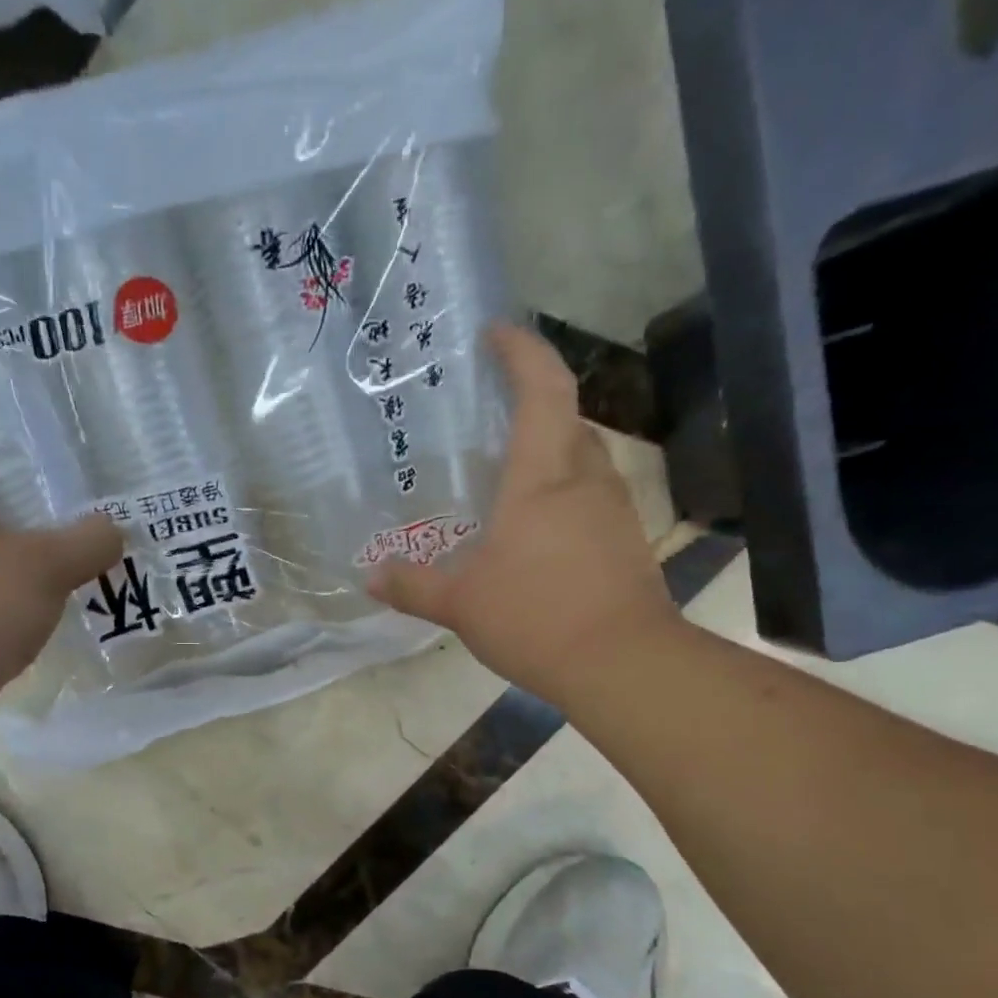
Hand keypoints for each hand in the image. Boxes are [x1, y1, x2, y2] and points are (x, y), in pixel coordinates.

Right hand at [368, 323, 679, 704]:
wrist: (623, 664)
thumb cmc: (536, 617)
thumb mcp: (461, 603)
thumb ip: (413, 585)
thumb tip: (371, 576)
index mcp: (543, 475)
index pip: (542, 388)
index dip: (522, 351)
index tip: (495, 333)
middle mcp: (585, 478)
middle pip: (566, 417)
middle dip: (533, 403)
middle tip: (489, 415)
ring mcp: (613, 508)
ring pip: (581, 458)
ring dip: (548, 452)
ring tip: (506, 475)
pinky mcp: (626, 539)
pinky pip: (591, 496)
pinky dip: (562, 494)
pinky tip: (535, 530)